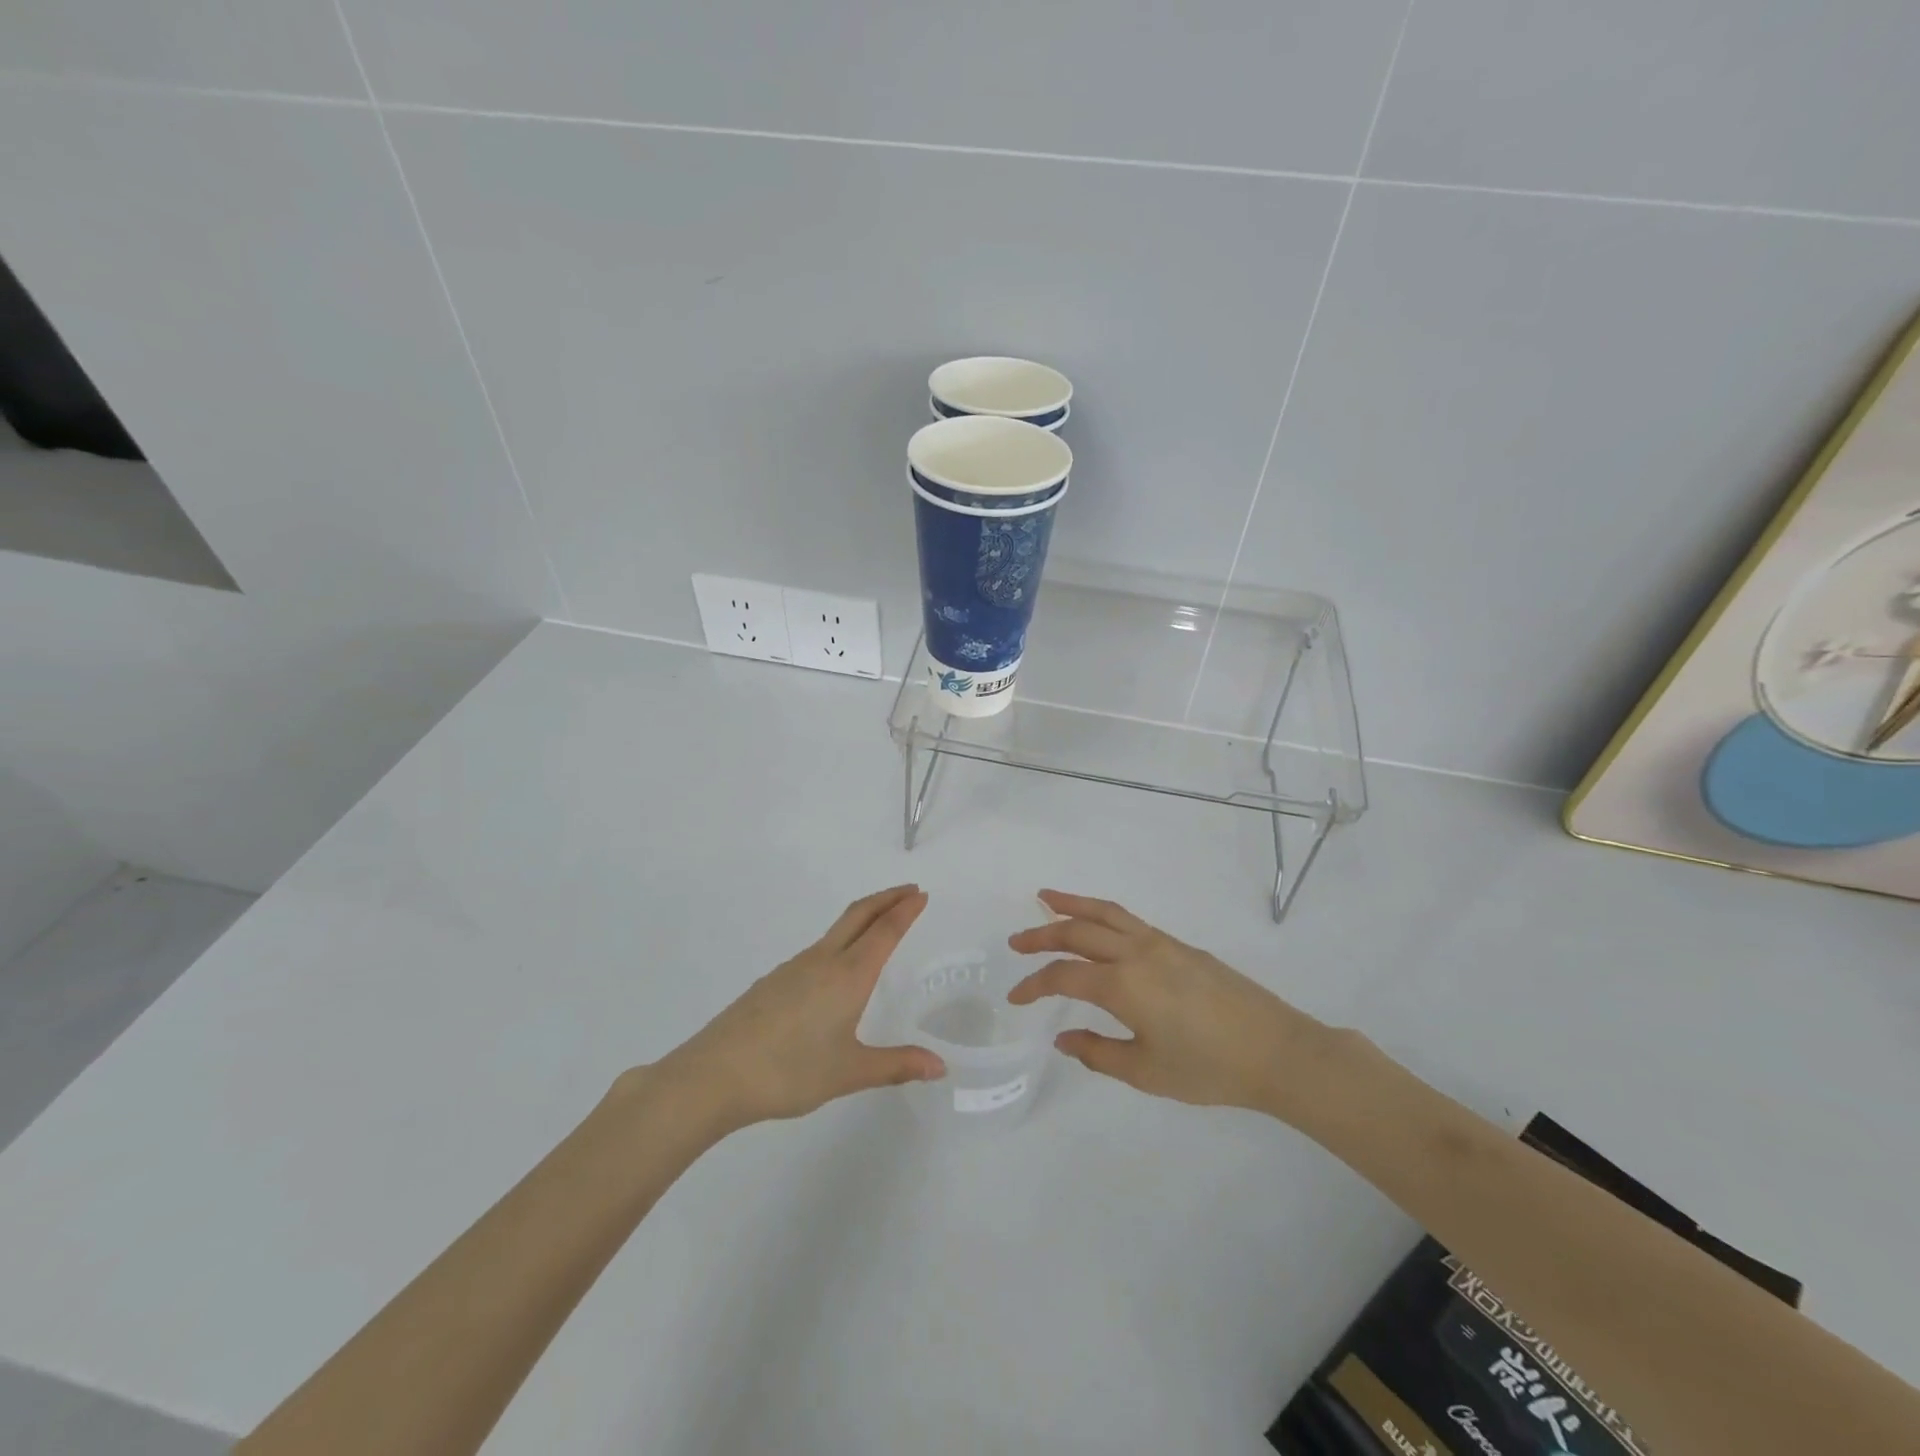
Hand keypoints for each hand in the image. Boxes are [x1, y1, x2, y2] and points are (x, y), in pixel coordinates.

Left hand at [656, 885, 944, 1130]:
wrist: (715, 1075)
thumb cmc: (789, 1071)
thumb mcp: (849, 1072)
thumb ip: (896, 1065)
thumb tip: (940, 1067)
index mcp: (848, 975)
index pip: (884, 931)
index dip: (905, 910)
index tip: (921, 894)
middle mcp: (823, 960)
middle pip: (859, 915)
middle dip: (887, 898)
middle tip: (909, 891)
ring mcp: (794, 967)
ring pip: (836, 930)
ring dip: (863, 918)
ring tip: (879, 927)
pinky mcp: (773, 981)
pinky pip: (817, 950)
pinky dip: (841, 941)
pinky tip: (836, 970)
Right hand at [1007, 890, 1337, 1116]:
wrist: (1276, 1050)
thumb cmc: (1209, 1069)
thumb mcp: (1147, 1073)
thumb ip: (1098, 1053)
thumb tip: (1062, 1038)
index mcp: (1122, 986)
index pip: (1063, 977)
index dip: (1033, 985)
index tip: (1016, 998)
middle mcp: (1136, 953)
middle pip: (1078, 933)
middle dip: (1041, 935)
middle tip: (1016, 941)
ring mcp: (1160, 943)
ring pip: (1105, 913)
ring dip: (1071, 905)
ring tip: (1045, 897)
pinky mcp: (1179, 944)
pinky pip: (1129, 919)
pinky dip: (1102, 913)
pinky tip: (1097, 923)